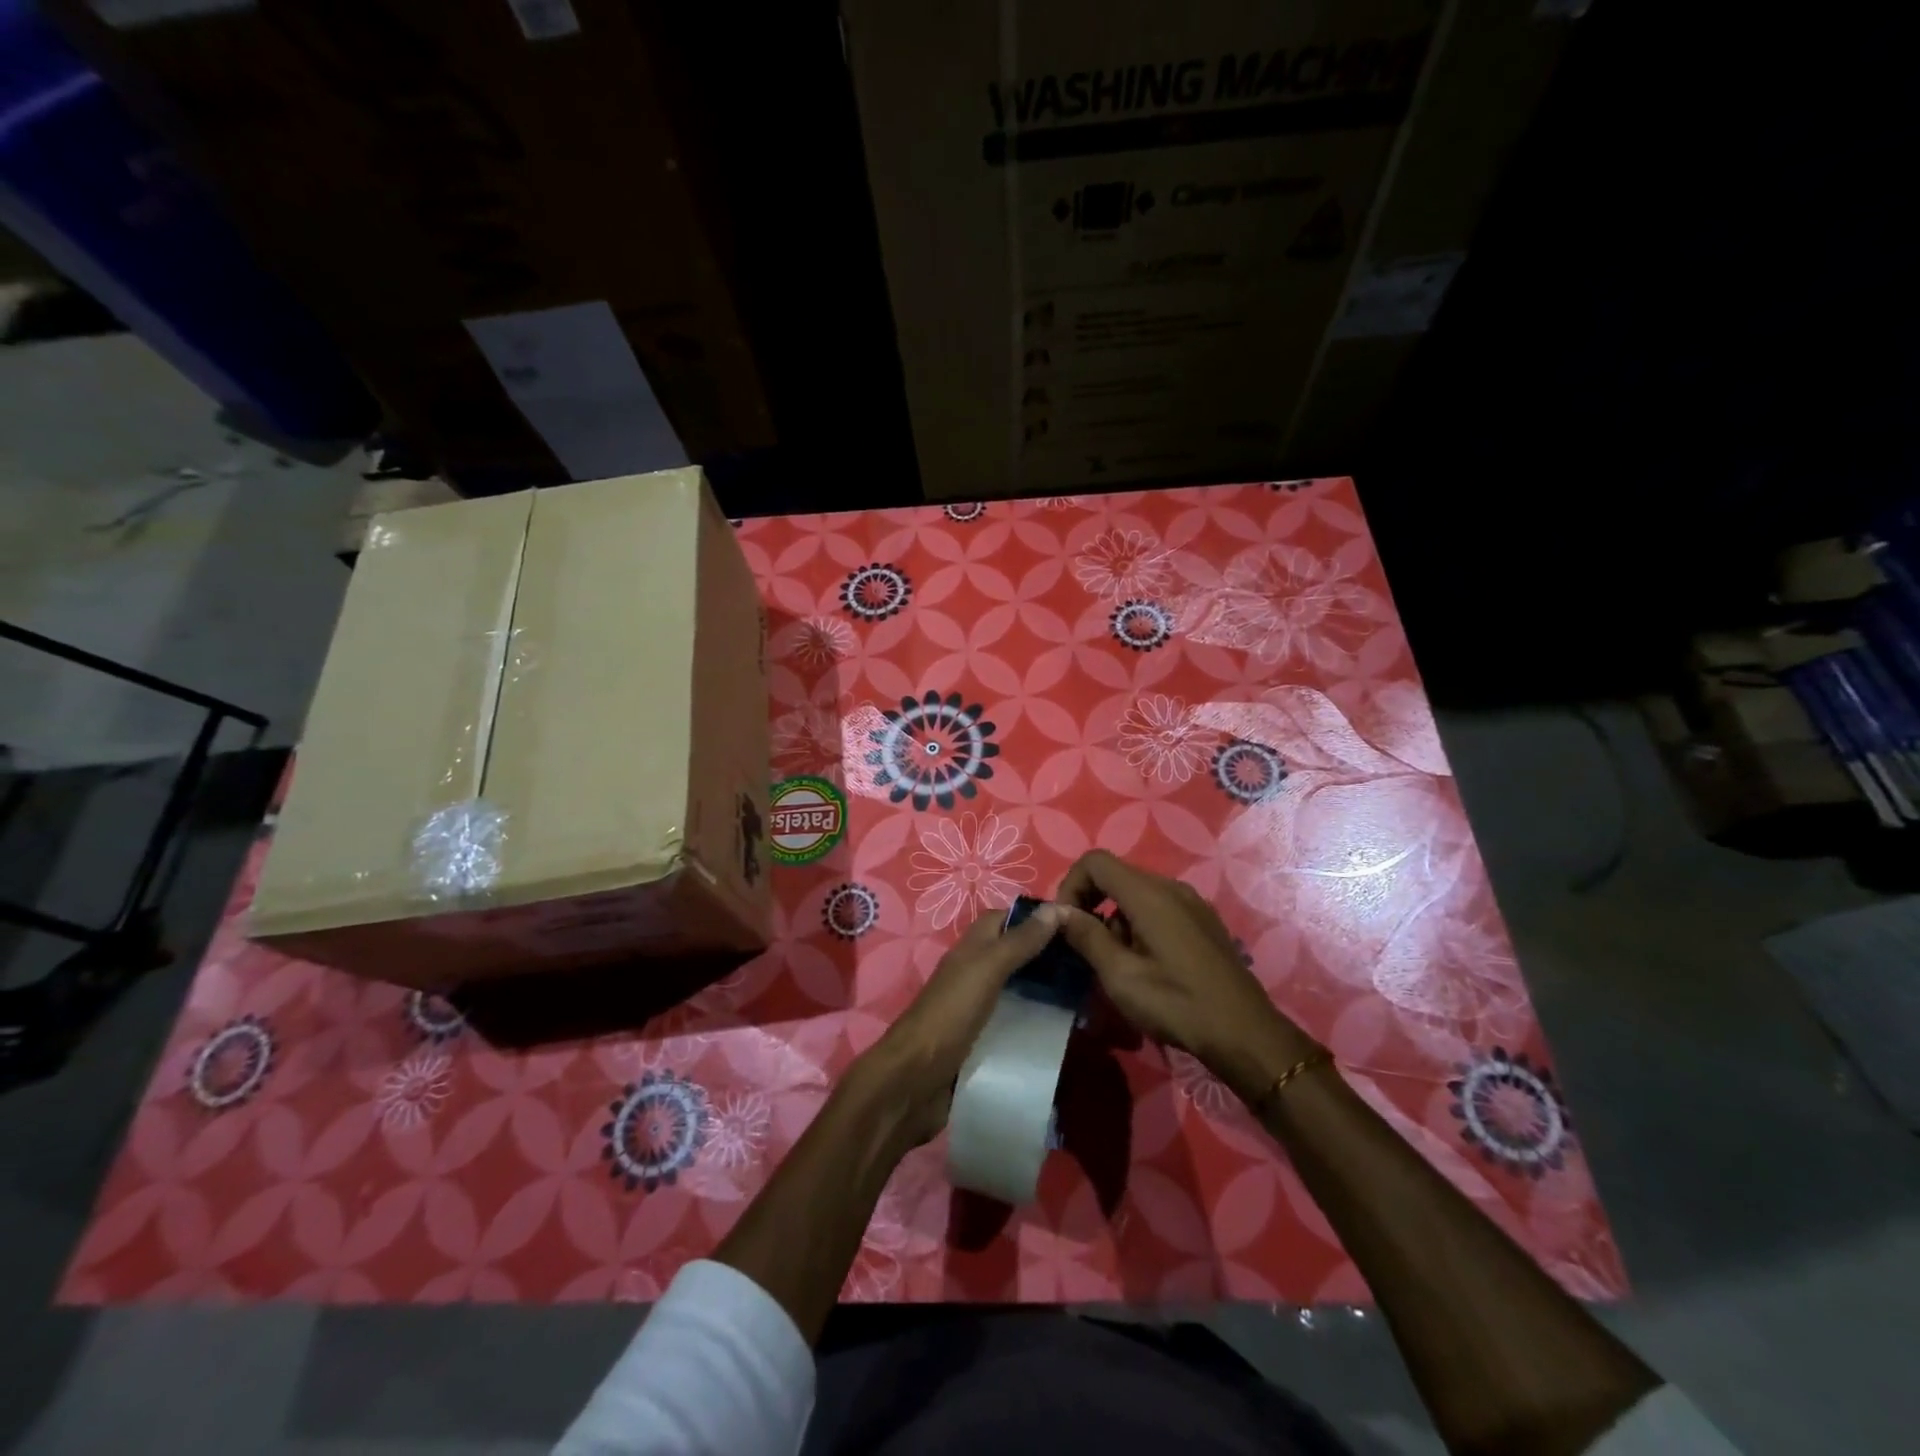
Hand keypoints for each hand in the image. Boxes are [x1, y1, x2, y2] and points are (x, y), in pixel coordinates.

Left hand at [851, 904, 1065, 1148]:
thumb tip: (1056, 907)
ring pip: (1018, 991)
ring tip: (1087, 995)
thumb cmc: (950, 1014)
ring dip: (1046, 992)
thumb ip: (1019, 941)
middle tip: (1090, 962)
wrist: (915, 1081)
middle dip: (1047, 957)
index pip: (1005, 919)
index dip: (1036, 918)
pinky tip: (1064, 1030)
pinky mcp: (984, 1042)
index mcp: (972, 950)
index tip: (1076, 924)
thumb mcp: (987, 970)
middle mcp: (975, 974)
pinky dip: (1036, 1024)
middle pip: (1014, 955)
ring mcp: (978, 1010)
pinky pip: (1015, 1024)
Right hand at [1055, 851, 1316, 1099]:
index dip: (1071, 885)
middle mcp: (1172, 888)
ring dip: (1115, 919)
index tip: (1065, 923)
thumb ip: (1086, 937)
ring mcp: (1192, 903)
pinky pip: (1159, 908)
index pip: (1095, 862)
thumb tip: (1057, 911)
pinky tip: (1146, 964)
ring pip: (1137, 894)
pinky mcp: (1203, 922)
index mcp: (1149, 894)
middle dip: (1091, 904)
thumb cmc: (1178, 1004)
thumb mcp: (1121, 976)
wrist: (1246, 1034)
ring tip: (1116, 964)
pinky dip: (1139, 924)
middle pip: (1116, 876)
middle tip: (1084, 946)